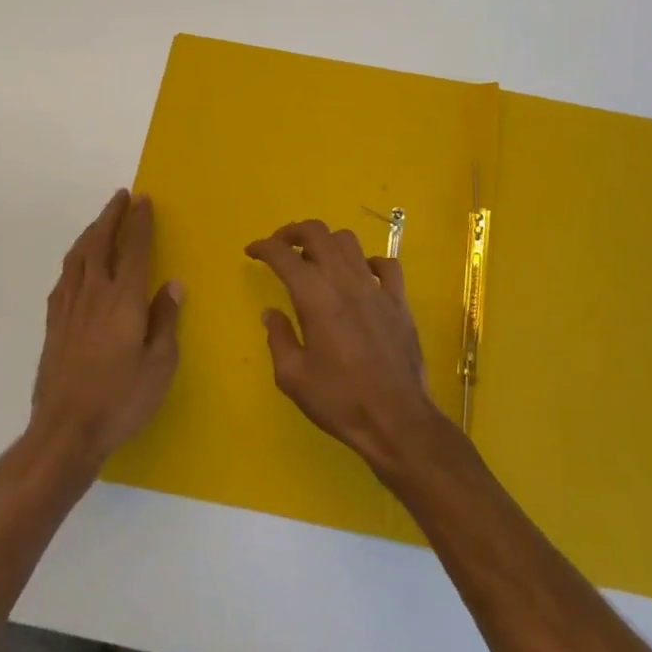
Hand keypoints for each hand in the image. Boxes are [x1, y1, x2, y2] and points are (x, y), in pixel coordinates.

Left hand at [30, 190, 182, 470]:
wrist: (65, 431)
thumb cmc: (121, 398)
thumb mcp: (160, 364)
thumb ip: (165, 320)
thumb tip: (173, 284)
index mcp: (123, 298)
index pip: (133, 248)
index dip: (139, 222)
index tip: (144, 200)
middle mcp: (93, 293)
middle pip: (100, 242)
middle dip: (111, 216)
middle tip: (121, 196)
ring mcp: (69, 308)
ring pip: (78, 256)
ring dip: (91, 232)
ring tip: (101, 221)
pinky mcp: (53, 325)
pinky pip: (64, 278)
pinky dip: (75, 259)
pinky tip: (77, 264)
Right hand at [247, 220, 447, 476]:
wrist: (397, 419)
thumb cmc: (340, 400)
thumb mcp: (293, 377)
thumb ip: (278, 338)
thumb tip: (271, 313)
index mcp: (315, 297)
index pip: (284, 255)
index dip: (264, 247)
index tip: (252, 251)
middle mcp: (345, 281)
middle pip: (318, 233)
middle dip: (293, 232)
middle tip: (280, 246)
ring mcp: (376, 287)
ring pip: (349, 242)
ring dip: (326, 242)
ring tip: (315, 260)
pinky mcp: (399, 300)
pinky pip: (386, 264)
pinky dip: (367, 262)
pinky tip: (360, 276)